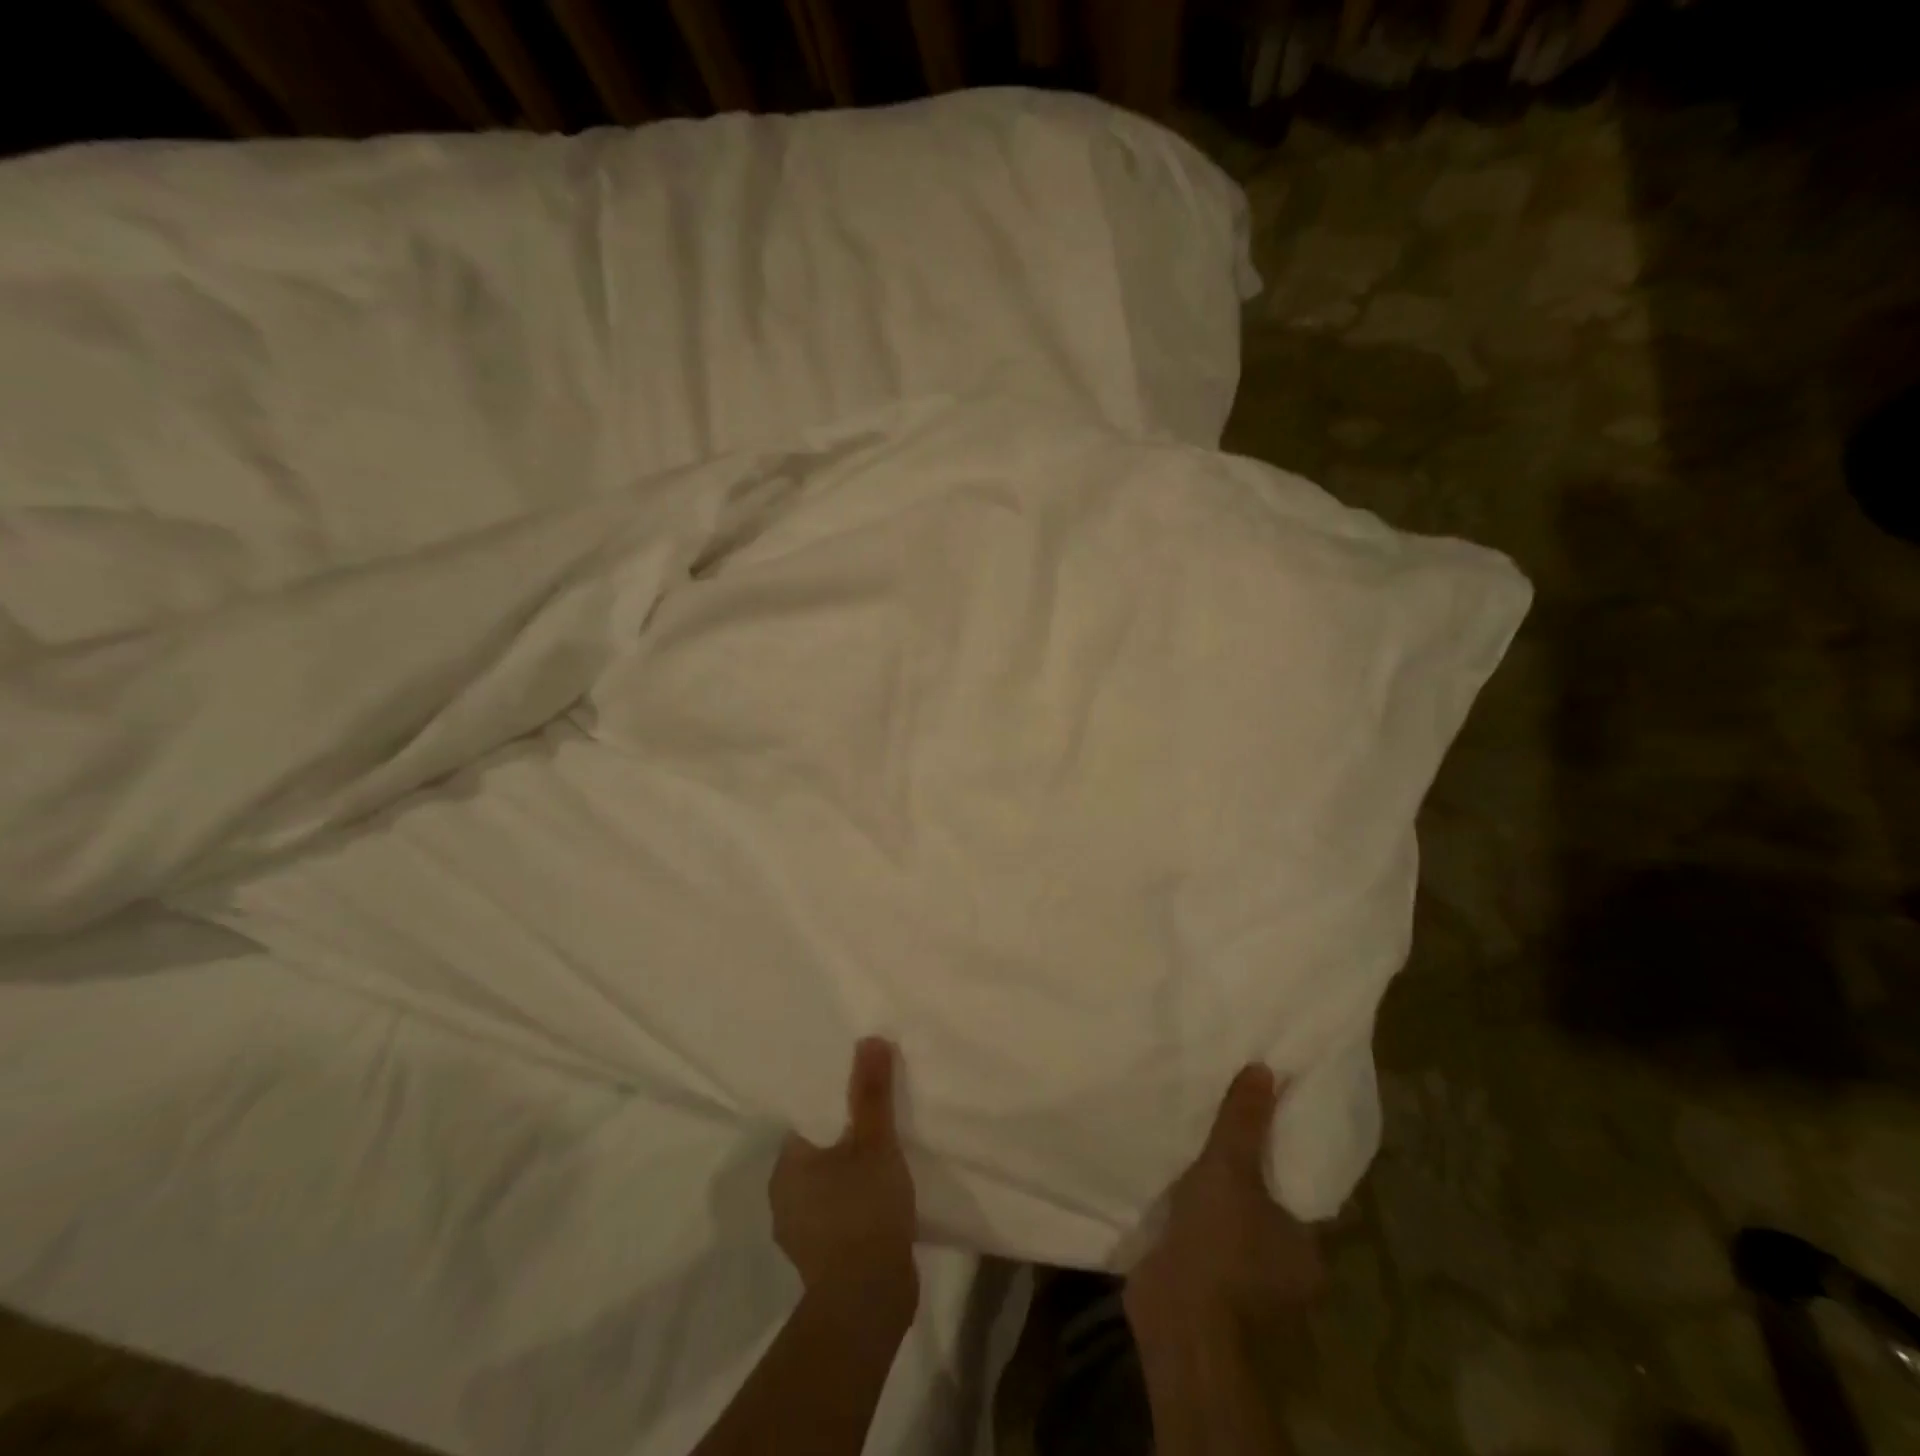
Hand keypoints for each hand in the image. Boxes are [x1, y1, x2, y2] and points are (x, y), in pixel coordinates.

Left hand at [770, 1038, 919, 1321]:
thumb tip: (869, 1039)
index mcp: (786, 1166)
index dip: (834, 1100)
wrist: (868, 1304)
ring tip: (885, 1149)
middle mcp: (784, 1197)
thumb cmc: (863, 1212)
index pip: (807, 1119)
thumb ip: (871, 1092)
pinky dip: (858, 1199)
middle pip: (818, 1149)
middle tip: (878, 1112)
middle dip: (846, 1133)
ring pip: (830, 1183)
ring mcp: (803, 1231)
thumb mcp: (875, 1143)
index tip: (858, 1086)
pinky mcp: (824, 1257)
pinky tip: (882, 1193)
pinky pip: (841, 1211)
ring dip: (853, 1169)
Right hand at [1124, 1065, 1322, 1341]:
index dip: (1289, 1157)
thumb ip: (1245, 1122)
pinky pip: (1207, 1237)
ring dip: (1219, 1196)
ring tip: (1198, 1149)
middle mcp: (1286, 1270)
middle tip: (1228, 1127)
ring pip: (1237, 1224)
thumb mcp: (1231, 1169)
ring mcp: (1246, 1283)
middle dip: (1250, 1174)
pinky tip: (1176, 1185)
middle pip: (1269, 1207)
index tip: (1272, 1122)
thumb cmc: (1220, 1242)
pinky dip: (1196, 1215)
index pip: (1307, 1193)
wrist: (1177, 1316)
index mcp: (1307, 1247)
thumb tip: (1265, 1070)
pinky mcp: (1209, 1285)